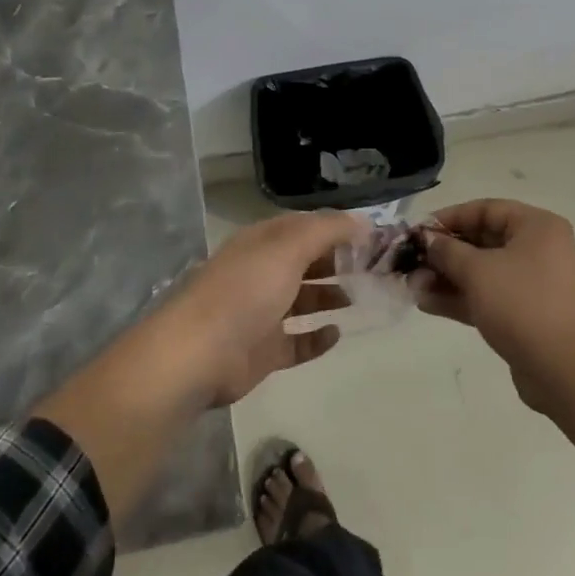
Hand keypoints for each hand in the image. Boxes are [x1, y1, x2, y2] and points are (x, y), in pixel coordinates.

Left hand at [168, 210, 367, 406]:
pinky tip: (337, 334)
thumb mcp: (288, 248)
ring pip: (303, 300)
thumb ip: (327, 230)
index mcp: (263, 243)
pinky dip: (317, 338)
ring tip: (362, 297)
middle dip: (338, 262)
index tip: (373, 236)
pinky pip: (297, 342)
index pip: (305, 227)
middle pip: (306, 262)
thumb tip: (363, 221)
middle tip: (375, 268)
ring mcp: (261, 313)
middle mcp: (261, 273)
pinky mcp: (263, 351)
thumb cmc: (245, 291)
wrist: (199, 354)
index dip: (337, 229)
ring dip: (330, 296)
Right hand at [422, 198, 574, 412]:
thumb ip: (447, 251)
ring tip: (412, 286)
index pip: (486, 210)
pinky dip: (460, 298)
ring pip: (481, 272)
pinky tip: (426, 304)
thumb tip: (427, 240)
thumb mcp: (477, 271)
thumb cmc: (522, 304)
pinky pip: (487, 296)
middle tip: (410, 262)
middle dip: (443, 253)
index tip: (418, 231)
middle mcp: (538, 249)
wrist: (564, 369)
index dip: (449, 218)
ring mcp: (532, 284)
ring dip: (446, 278)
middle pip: (482, 241)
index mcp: (537, 227)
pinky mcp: (525, 314)